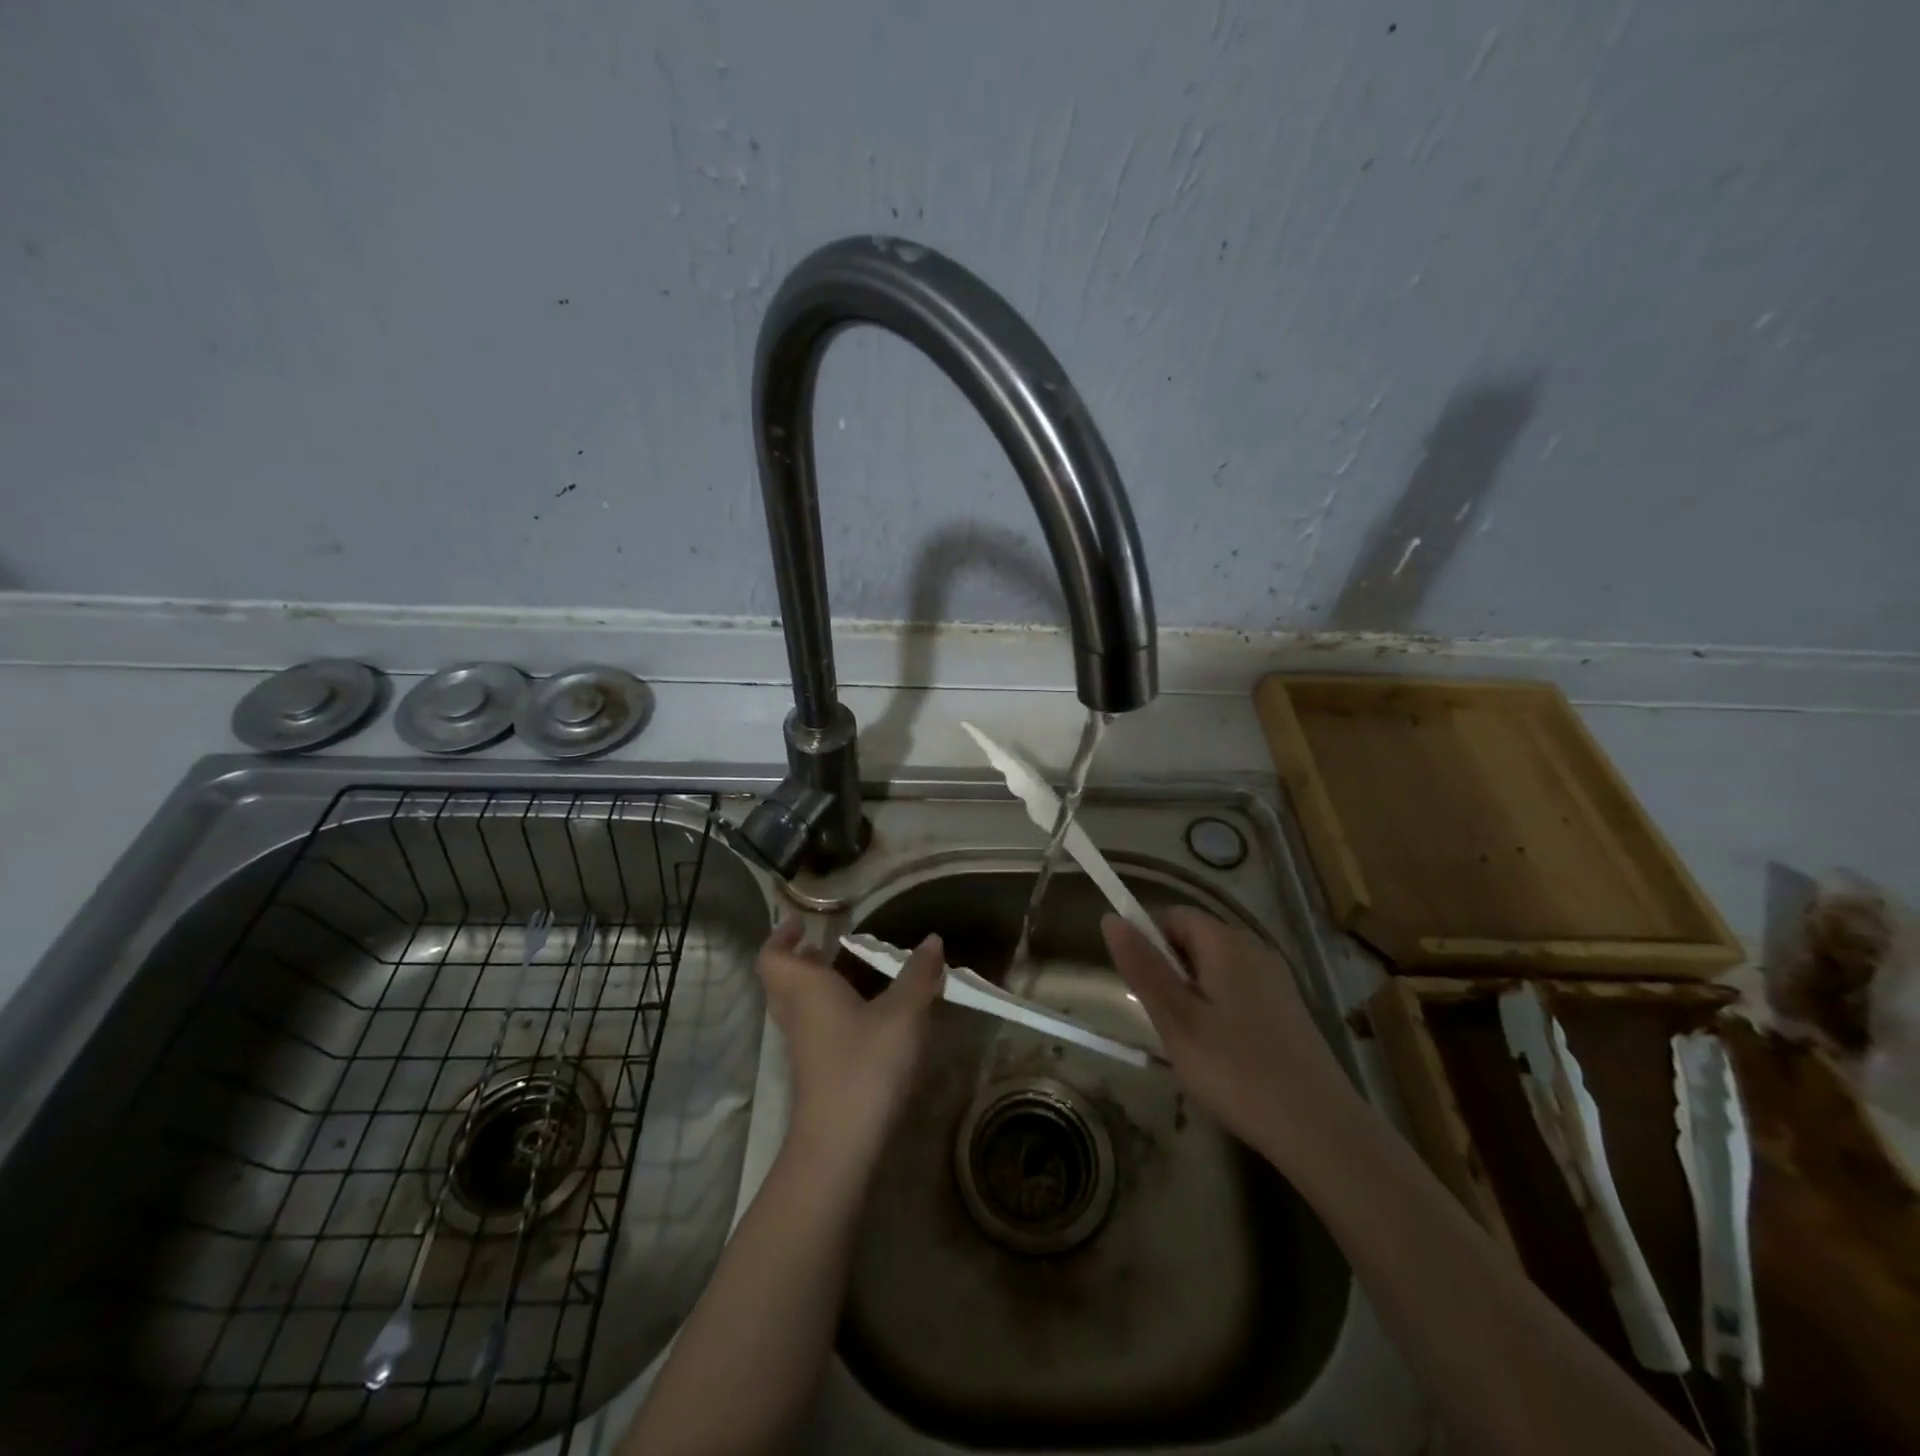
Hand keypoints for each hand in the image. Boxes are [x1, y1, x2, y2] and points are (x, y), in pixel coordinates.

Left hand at [756, 919, 944, 1165]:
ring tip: (851, 975)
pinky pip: (814, 1030)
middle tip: (825, 946)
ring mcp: (803, 1047)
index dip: (780, 937)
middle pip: (782, 981)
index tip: (801, 924)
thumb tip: (933, 939)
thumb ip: (918, 974)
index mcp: (805, 989)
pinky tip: (865, 1017)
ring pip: (797, 1007)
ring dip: (815, 988)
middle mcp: (796, 1014)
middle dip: (800, 961)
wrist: (842, 1143)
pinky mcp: (816, 1072)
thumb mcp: (903, 1012)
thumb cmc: (866, 1062)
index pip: (772, 956)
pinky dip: (830, 1014)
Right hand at [1101, 907, 1355, 1168]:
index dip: (1148, 942)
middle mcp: (1255, 949)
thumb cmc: (1236, 1070)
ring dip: (1194, 994)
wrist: (1321, 1130)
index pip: (1173, 915)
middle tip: (1166, 1023)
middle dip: (1171, 972)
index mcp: (1226, 942)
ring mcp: (1277, 980)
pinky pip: (1240, 991)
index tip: (1143, 988)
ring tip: (1193, 1044)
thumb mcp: (1176, 1020)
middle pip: (1196, 940)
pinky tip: (1225, 1055)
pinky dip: (1220, 1010)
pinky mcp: (1289, 1009)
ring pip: (1217, 969)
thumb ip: (1142, 967)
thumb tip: (1111, 918)